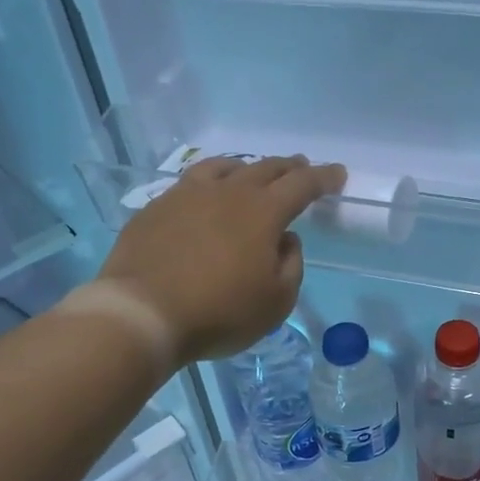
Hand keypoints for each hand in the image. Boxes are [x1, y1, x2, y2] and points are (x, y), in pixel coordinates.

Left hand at [99, 155, 346, 365]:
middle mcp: (227, 193)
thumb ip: (290, 265)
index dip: (323, 177)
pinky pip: (190, 184)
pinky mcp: (156, 207)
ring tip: (251, 172)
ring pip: (223, 168)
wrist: (142, 313)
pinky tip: (204, 196)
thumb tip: (284, 239)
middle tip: (301, 167)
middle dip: (288, 167)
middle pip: (265, 168)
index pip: (302, 185)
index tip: (337, 173)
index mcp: (263, 212)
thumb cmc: (219, 312)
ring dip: (246, 167)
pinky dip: (209, 183)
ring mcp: (187, 195)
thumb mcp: (275, 302)